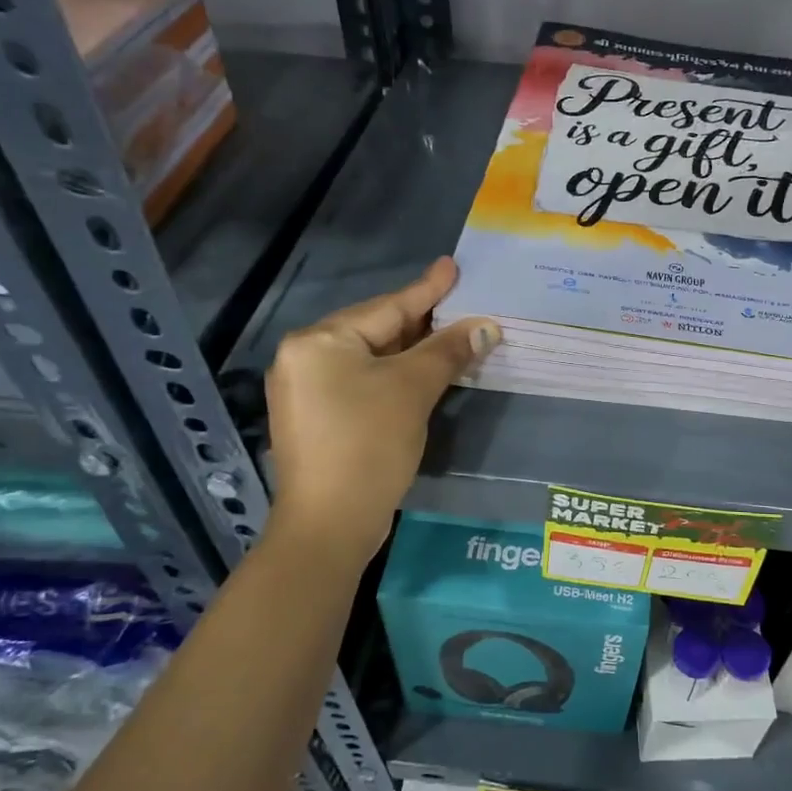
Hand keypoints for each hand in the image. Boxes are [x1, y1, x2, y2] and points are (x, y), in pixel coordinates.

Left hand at [265, 258, 498, 564]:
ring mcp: (307, 390)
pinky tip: (423, 373)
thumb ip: (448, 351)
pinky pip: (362, 382)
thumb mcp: (412, 389)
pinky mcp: (317, 418)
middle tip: (461, 304)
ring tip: (452, 334)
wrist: (329, 525)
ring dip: (412, 351)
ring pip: (371, 359)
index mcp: (319, 341)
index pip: (386, 307)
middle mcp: (305, 357)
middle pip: (376, 330)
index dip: (427, 290)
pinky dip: (395, 376)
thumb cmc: (368, 444)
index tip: (452, 266)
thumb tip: (486, 326)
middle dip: (422, 322)